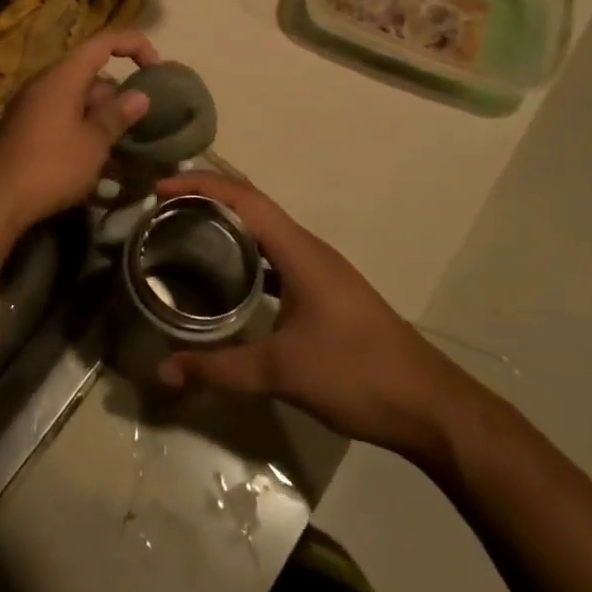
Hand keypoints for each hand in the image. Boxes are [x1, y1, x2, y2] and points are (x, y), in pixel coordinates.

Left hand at [0, 30, 161, 235]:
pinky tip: (97, 158)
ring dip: (102, 115)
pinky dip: (83, 127)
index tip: (156, 68)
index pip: (102, 43)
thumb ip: (117, 115)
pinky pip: (62, 115)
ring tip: (125, 143)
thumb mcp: (93, 142)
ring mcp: (32, 105)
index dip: (133, 46)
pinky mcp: (26, 128)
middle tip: (141, 120)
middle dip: (118, 93)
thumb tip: (140, 95)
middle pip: (90, 73)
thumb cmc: (51, 165)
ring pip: (77, 98)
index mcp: (63, 76)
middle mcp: (45, 83)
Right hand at [154, 174, 474, 471]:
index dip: (200, 185)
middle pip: (251, 204)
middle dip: (207, 197)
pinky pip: (276, 254)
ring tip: (186, 233)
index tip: (161, 189)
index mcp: (298, 250)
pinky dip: (246, 252)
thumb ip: (220, 369)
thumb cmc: (356, 373)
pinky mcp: (324, 290)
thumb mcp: (281, 371)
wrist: (430, 406)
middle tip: (164, 209)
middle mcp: (308, 248)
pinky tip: (228, 277)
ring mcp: (319, 268)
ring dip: (227, 223)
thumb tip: (164, 371)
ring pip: (265, 229)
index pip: (243, 197)